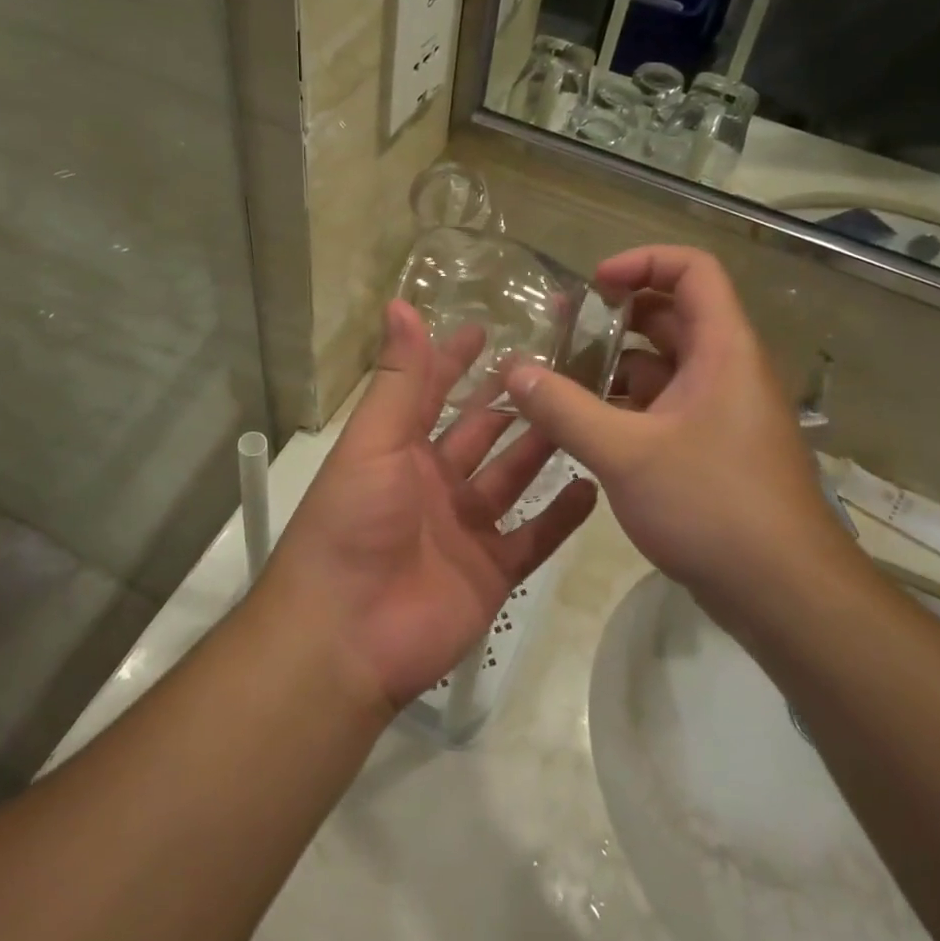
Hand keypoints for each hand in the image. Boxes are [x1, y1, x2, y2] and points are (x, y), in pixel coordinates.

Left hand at [258, 303, 598, 711]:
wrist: (346, 636)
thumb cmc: (353, 524)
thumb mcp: (374, 441)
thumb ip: (398, 378)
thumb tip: (400, 303)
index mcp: (400, 450)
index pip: (433, 392)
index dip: (455, 360)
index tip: (489, 328)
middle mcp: (434, 483)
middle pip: (481, 434)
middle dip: (511, 402)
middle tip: (558, 368)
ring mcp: (465, 529)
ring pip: (511, 479)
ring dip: (541, 449)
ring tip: (584, 414)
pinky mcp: (491, 572)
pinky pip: (533, 538)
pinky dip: (560, 516)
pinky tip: (593, 486)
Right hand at [503, 247, 856, 612]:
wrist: (784, 595)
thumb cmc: (712, 506)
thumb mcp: (625, 453)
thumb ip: (564, 409)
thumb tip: (512, 370)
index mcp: (722, 350)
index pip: (692, 271)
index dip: (642, 262)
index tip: (593, 285)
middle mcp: (725, 370)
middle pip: (670, 316)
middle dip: (613, 318)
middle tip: (558, 331)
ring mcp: (719, 412)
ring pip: (661, 367)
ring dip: (611, 367)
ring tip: (556, 382)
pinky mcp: (709, 448)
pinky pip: (661, 407)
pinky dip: (622, 406)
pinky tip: (582, 427)